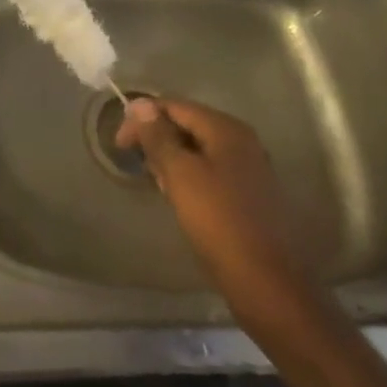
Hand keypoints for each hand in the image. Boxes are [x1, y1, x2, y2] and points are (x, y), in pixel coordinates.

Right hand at [115, 96, 315, 331]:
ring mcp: (250, 168)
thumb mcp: (180, 174)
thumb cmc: (218, 220)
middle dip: (158, 139)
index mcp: (227, 129)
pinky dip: (190, 176)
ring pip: (199, 150)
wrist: (266, 282)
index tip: (120, 144)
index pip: (175, 106)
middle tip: (136, 163)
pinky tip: (179, 197)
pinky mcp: (250, 194)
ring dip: (172, 159)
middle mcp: (242, 141)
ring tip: (155, 181)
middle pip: (189, 125)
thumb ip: (158, 136)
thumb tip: (141, 104)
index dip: (143, 119)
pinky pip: (212, 171)